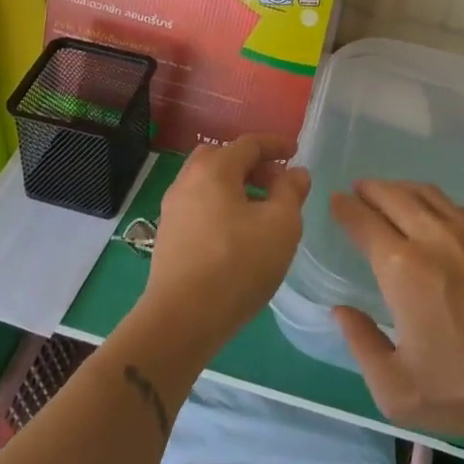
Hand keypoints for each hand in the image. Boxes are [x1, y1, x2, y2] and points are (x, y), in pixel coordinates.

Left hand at [140, 134, 308, 356]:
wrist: (182, 319)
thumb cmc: (238, 264)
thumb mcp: (281, 225)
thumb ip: (291, 192)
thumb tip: (295, 173)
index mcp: (214, 169)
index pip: (248, 144)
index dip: (275, 145)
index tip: (294, 152)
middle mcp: (188, 181)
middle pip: (221, 158)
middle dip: (251, 164)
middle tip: (276, 181)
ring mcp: (173, 210)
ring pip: (208, 184)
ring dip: (235, 187)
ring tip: (261, 210)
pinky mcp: (168, 237)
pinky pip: (199, 207)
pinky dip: (221, 206)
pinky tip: (238, 233)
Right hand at [330, 180, 463, 438]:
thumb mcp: (396, 388)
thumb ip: (361, 343)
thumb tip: (340, 311)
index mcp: (403, 268)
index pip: (364, 222)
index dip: (345, 208)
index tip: (335, 201)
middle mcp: (434, 238)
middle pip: (394, 196)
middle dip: (370, 189)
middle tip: (358, 189)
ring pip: (428, 195)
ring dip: (402, 189)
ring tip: (390, 193)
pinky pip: (457, 207)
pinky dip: (435, 202)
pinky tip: (434, 214)